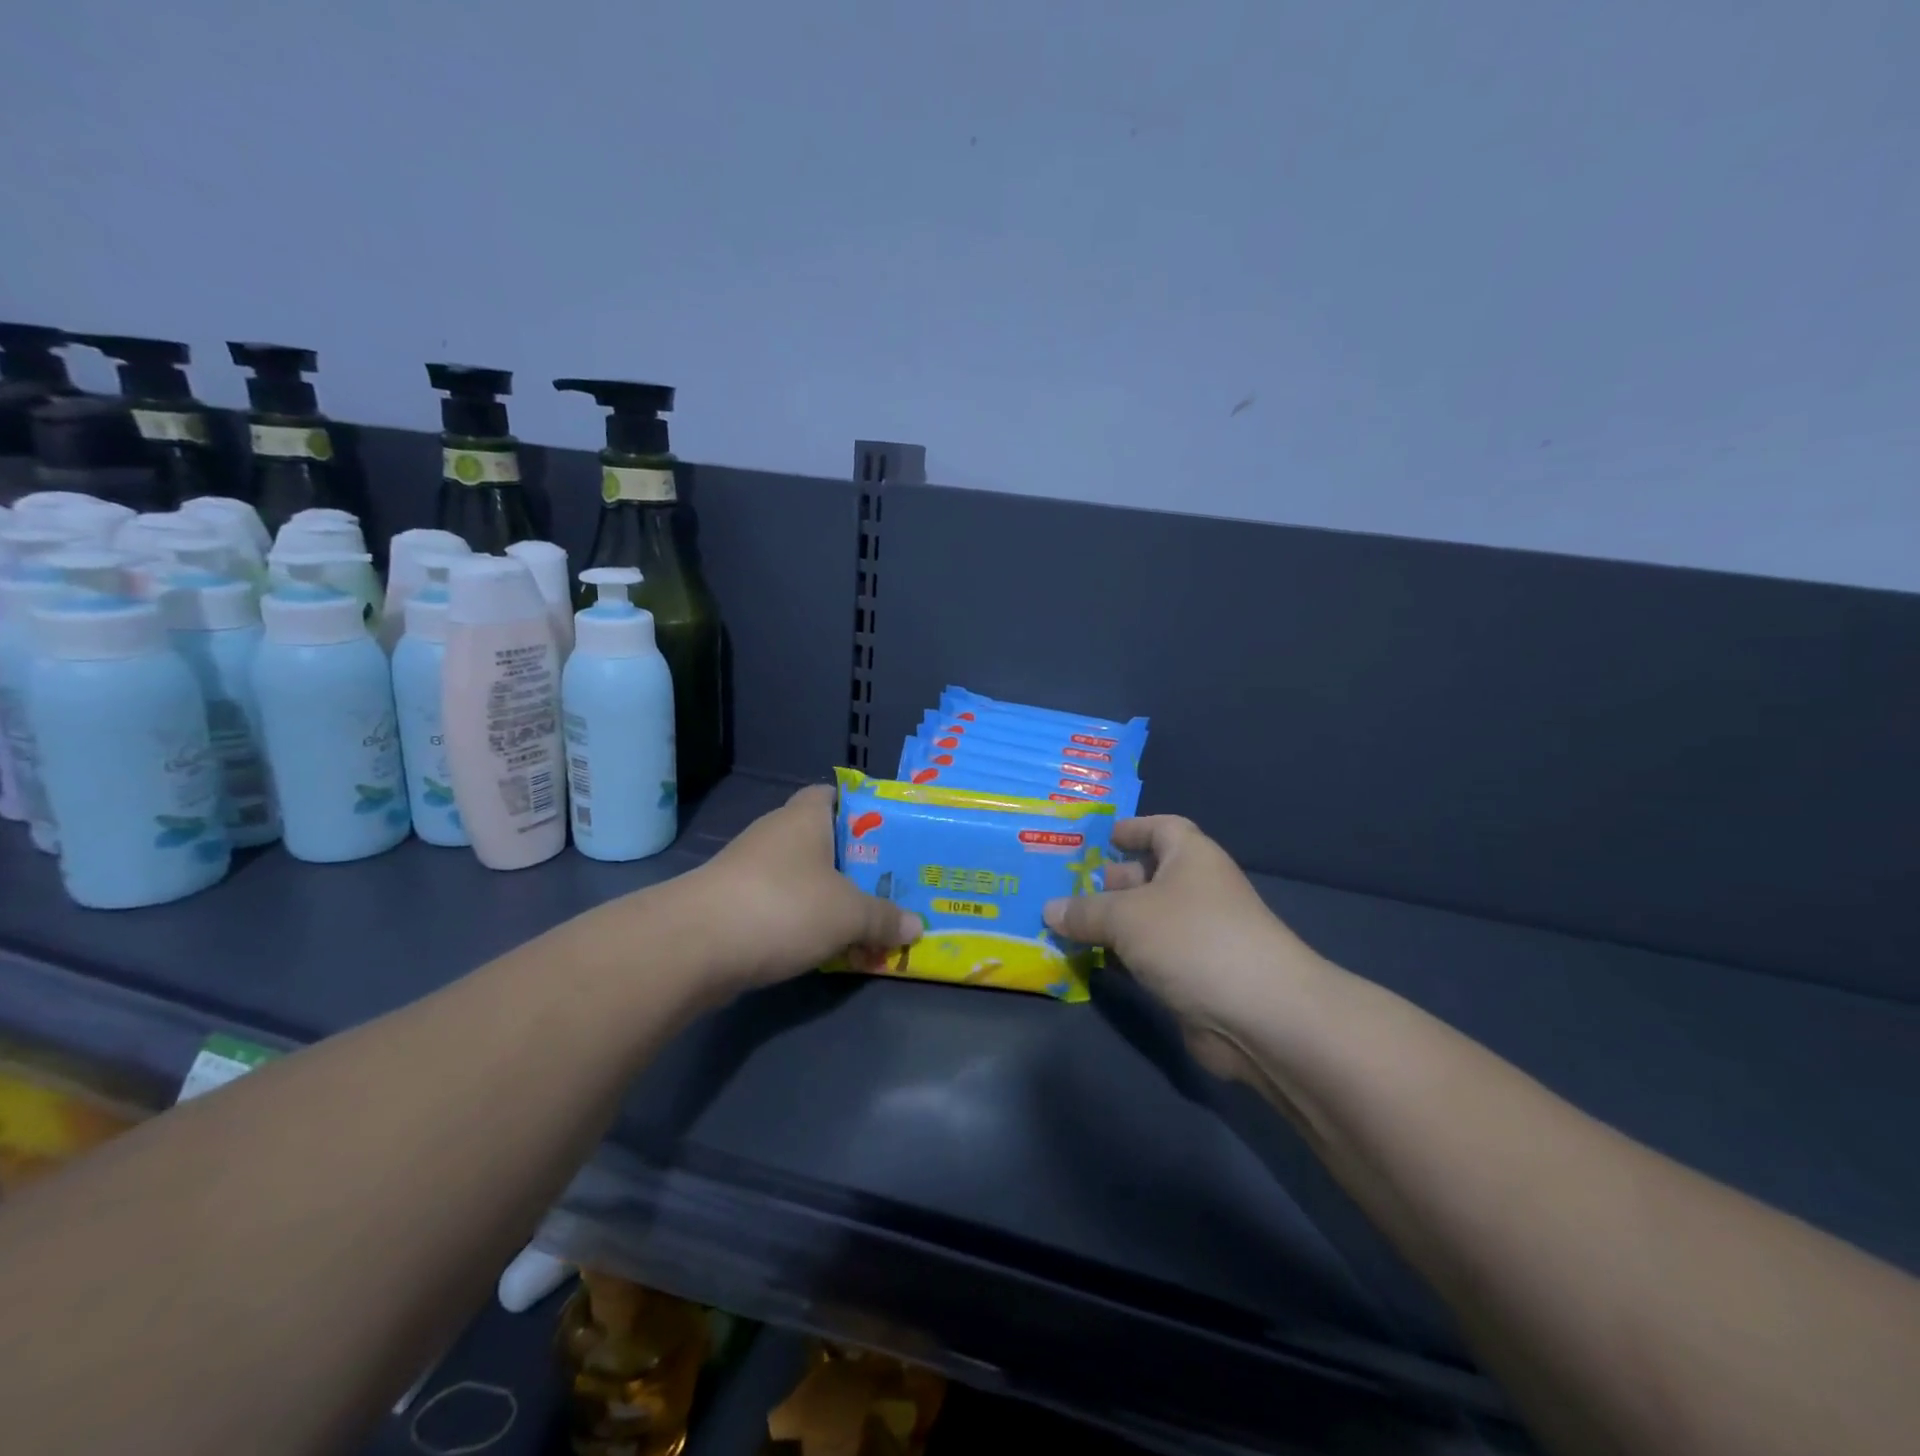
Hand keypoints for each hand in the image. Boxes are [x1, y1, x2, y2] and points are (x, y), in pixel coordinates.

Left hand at [675, 785, 921, 992]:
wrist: (695, 946)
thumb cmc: (783, 906)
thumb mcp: (849, 914)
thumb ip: (884, 918)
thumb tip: (917, 927)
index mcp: (805, 817)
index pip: (832, 794)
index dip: (860, 808)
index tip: (886, 832)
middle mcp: (775, 834)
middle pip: (820, 838)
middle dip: (851, 861)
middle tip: (886, 883)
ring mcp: (748, 869)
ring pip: (799, 875)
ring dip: (825, 895)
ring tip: (862, 918)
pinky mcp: (731, 903)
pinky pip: (778, 905)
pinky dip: (799, 920)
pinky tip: (821, 944)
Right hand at [1043, 816, 1329, 1079]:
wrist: (1259, 1015)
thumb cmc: (1191, 940)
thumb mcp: (1126, 916)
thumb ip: (1085, 911)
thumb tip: (1050, 909)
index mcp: (1190, 857)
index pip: (1161, 828)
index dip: (1132, 828)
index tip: (1099, 837)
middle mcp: (1196, 890)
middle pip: (1147, 875)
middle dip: (1108, 881)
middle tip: (1061, 886)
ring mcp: (1196, 936)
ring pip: (1144, 921)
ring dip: (1108, 924)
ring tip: (1061, 924)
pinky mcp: (1192, 976)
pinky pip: (1147, 958)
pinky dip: (1120, 958)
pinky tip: (1086, 961)